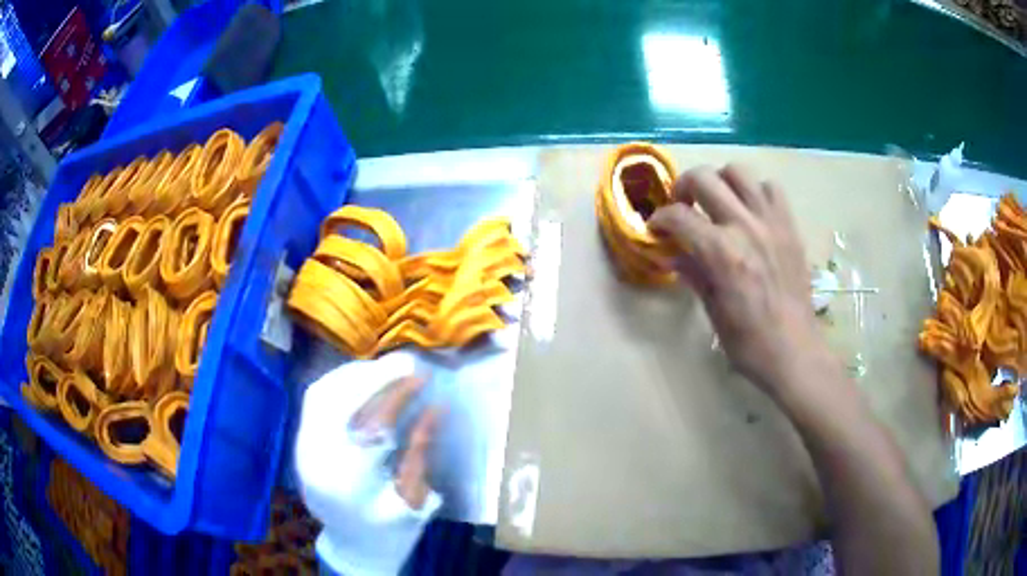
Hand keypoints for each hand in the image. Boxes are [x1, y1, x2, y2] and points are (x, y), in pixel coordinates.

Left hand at [296, 352, 440, 575]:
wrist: (355, 547)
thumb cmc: (391, 531)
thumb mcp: (415, 498)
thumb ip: (420, 451)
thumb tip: (435, 408)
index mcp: (348, 484)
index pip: (369, 424)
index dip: (395, 394)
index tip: (421, 375)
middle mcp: (315, 460)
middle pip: (335, 400)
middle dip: (372, 375)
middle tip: (405, 362)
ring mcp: (302, 449)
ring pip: (320, 394)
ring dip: (354, 374)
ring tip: (385, 367)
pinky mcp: (301, 443)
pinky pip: (315, 400)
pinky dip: (339, 382)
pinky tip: (362, 378)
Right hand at [648, 164, 829, 394]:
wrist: (795, 352)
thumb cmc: (749, 343)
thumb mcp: (712, 312)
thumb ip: (694, 273)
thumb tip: (675, 253)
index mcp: (721, 254)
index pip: (678, 216)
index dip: (659, 219)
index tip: (656, 228)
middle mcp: (745, 227)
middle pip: (704, 178)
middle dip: (683, 187)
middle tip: (683, 207)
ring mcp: (771, 222)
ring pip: (739, 171)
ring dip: (720, 181)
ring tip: (717, 202)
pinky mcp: (790, 226)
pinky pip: (770, 188)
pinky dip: (755, 191)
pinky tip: (750, 211)